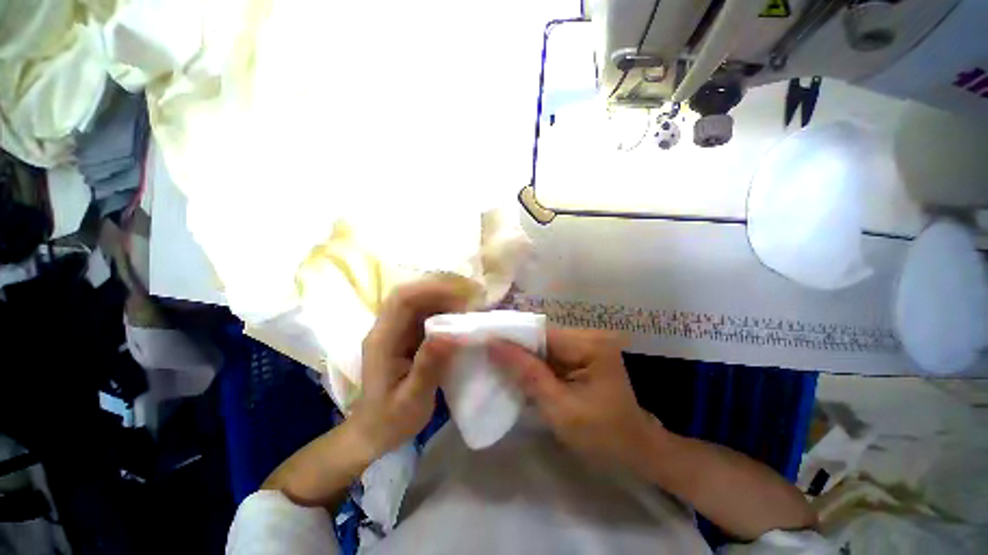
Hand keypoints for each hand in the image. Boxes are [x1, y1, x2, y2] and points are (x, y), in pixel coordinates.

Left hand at [351, 277, 469, 458]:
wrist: (374, 431)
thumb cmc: (391, 420)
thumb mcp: (412, 400)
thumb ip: (428, 367)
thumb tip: (450, 334)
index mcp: (382, 340)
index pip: (402, 300)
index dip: (432, 291)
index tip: (462, 298)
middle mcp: (386, 328)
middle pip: (411, 294)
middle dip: (442, 291)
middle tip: (471, 301)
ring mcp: (396, 330)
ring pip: (419, 301)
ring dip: (445, 299)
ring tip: (470, 308)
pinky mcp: (406, 335)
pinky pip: (425, 313)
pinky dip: (444, 310)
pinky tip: (460, 318)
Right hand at [488, 328, 656, 466]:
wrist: (636, 452)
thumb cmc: (603, 436)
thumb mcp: (560, 409)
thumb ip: (527, 374)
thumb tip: (493, 344)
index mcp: (589, 344)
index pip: (540, 333)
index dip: (511, 339)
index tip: (483, 345)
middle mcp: (588, 336)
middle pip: (541, 338)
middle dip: (516, 350)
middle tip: (487, 358)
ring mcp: (586, 346)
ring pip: (544, 347)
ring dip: (524, 359)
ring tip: (497, 366)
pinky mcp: (583, 356)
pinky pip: (552, 356)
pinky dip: (536, 366)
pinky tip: (520, 376)